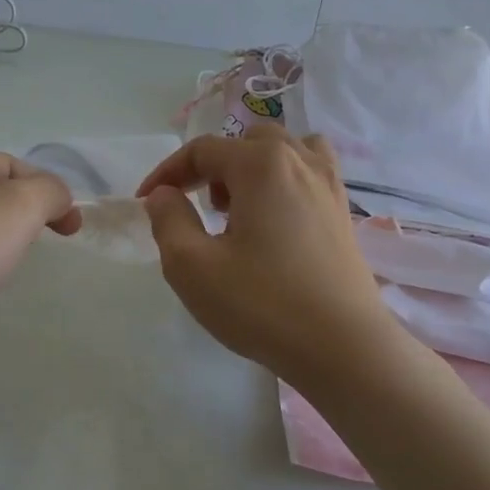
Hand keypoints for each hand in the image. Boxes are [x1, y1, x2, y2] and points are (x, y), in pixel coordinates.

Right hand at [136, 124, 406, 385]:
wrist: (343, 348)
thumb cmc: (261, 304)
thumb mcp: (192, 266)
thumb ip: (168, 220)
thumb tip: (163, 195)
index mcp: (261, 164)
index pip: (203, 150)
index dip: (167, 172)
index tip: (146, 203)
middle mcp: (300, 161)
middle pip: (247, 142)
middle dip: (214, 168)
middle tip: (201, 209)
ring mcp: (330, 186)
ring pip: (285, 152)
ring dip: (254, 169)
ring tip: (242, 211)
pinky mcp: (344, 214)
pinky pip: (310, 175)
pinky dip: (284, 184)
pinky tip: (275, 225)